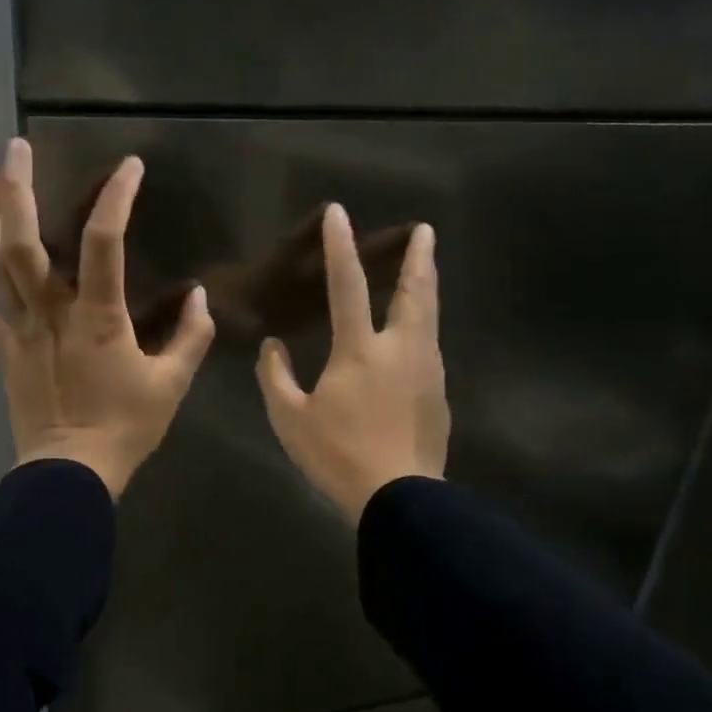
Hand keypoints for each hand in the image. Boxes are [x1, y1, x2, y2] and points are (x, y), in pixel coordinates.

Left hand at [0, 137, 215, 498]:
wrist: (72, 472)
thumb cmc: (126, 426)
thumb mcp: (172, 384)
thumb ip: (191, 337)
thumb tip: (199, 297)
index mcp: (98, 316)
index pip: (106, 242)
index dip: (116, 199)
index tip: (129, 167)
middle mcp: (51, 312)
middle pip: (26, 242)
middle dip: (19, 190)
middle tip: (15, 147)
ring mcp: (22, 331)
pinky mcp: (5, 353)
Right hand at [256, 204, 448, 522]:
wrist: (400, 498)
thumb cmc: (338, 455)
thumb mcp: (290, 419)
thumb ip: (276, 377)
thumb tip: (272, 347)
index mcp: (360, 350)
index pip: (348, 286)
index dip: (341, 247)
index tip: (339, 213)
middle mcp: (401, 349)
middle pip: (414, 291)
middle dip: (418, 257)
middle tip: (425, 230)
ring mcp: (426, 370)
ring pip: (429, 317)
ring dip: (426, 288)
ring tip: (424, 271)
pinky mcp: (439, 394)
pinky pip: (429, 348)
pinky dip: (423, 328)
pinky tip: (415, 336)